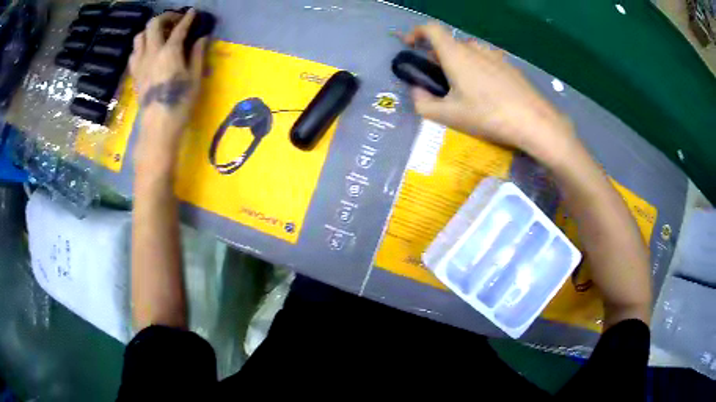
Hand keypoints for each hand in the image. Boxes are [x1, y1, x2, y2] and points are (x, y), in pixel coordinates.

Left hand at [129, 9, 206, 158]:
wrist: (158, 126)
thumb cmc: (180, 102)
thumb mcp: (195, 78)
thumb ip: (197, 54)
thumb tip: (201, 38)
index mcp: (169, 52)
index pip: (179, 28)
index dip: (187, 18)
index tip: (192, 12)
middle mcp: (151, 53)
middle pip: (152, 24)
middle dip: (165, 17)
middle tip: (174, 21)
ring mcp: (140, 63)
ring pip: (139, 36)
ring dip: (150, 31)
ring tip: (160, 35)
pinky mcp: (134, 74)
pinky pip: (134, 52)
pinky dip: (141, 46)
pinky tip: (149, 51)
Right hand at [402, 23, 575, 164]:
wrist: (533, 121)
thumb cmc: (487, 116)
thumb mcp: (449, 116)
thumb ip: (423, 103)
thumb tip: (416, 91)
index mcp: (455, 54)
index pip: (431, 28)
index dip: (416, 33)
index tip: (411, 46)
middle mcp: (474, 48)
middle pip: (450, 43)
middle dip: (438, 56)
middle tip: (439, 80)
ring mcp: (494, 55)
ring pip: (469, 51)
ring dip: (459, 62)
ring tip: (464, 88)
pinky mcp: (509, 65)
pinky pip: (486, 60)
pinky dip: (477, 68)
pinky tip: (487, 93)